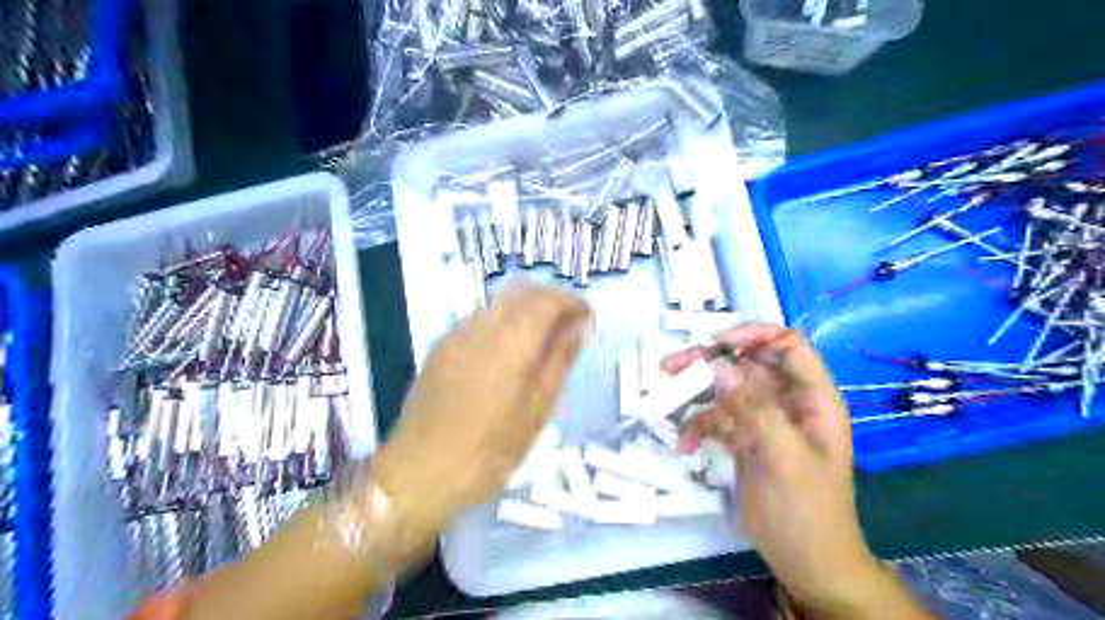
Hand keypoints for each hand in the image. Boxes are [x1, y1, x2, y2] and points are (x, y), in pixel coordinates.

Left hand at [372, 284, 595, 535]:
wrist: (419, 472)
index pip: (546, 300)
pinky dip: (503, 320)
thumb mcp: (536, 413)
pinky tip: (508, 352)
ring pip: (498, 301)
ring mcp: (456, 334)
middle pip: (520, 290)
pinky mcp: (441, 346)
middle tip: (568, 324)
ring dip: (526, 308)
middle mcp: (481, 327)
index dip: (572, 301)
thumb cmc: (488, 452)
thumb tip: (579, 328)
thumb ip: (558, 362)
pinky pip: (479, 318)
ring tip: (541, 339)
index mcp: (510, 344)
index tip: (588, 316)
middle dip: (549, 298)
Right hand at [664, 327, 915, 616]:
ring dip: (696, 392)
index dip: (753, 334)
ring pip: (726, 389)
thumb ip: (754, 409)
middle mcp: (787, 402)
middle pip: (747, 364)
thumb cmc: (807, 510)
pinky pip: (717, 420)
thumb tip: (719, 366)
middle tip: (673, 366)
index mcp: (811, 398)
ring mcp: (763, 421)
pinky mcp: (744, 439)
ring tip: (666, 397)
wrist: (806, 562)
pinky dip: (698, 427)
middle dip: (710, 362)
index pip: (787, 346)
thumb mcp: (784, 458)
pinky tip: (685, 444)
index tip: (715, 342)